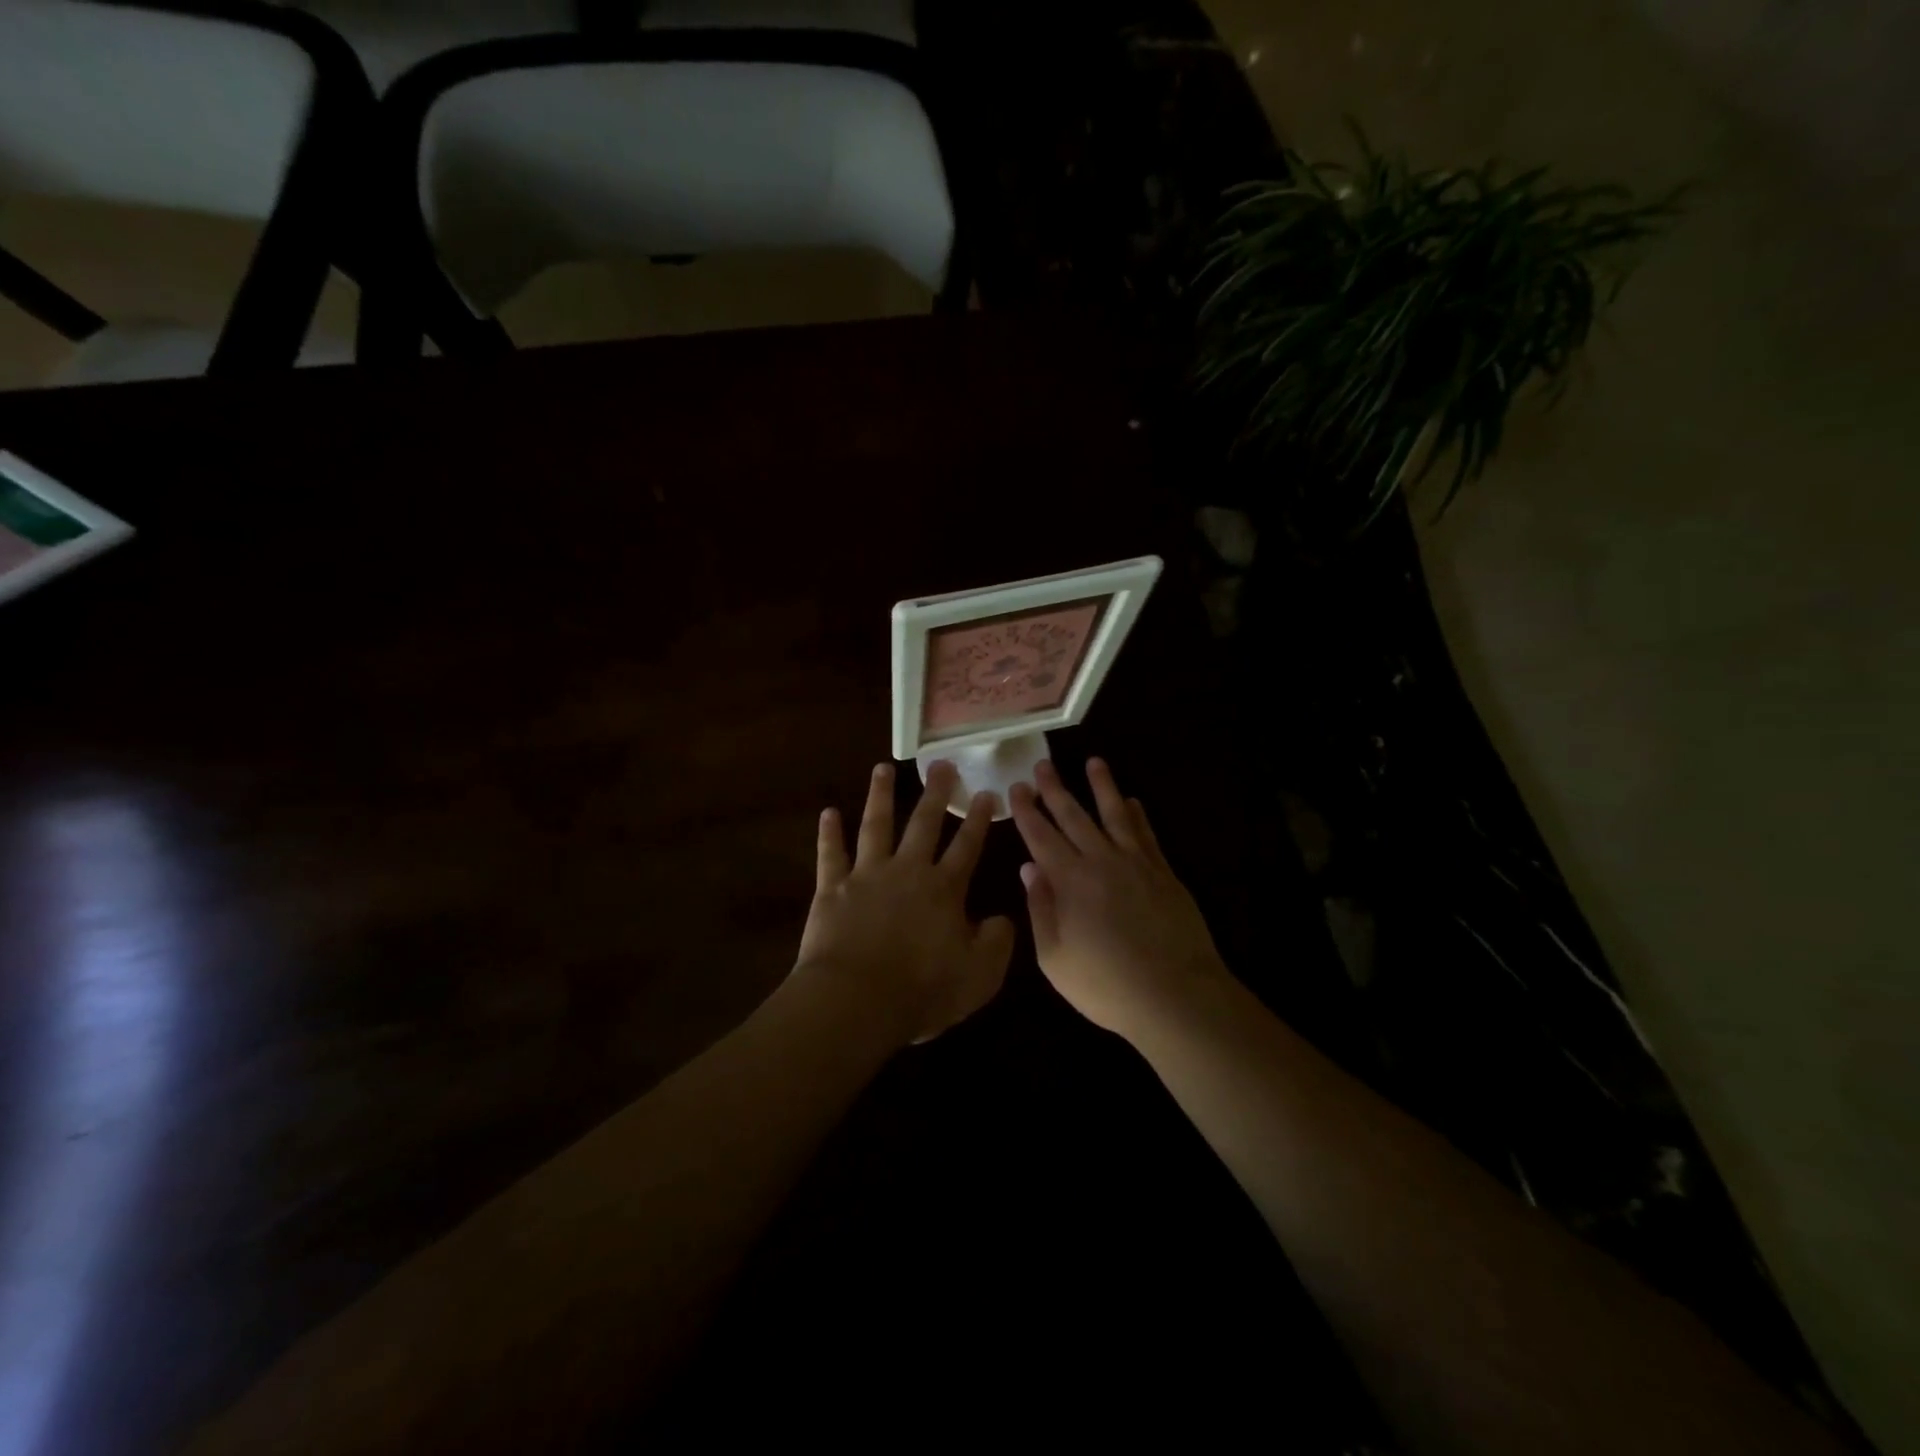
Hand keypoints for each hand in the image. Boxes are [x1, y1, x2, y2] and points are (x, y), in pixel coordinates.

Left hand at [796, 761, 1016, 1047]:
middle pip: (923, 823)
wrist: (857, 1001)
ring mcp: (867, 875)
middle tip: (940, 764)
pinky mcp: (832, 888)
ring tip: (882, 769)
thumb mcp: (980, 975)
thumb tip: (1003, 919)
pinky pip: (830, 854)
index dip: (979, 819)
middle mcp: (907, 870)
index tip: (986, 792)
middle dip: (935, 792)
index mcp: (944, 889)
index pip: (967, 846)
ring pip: (876, 826)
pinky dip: (829, 833)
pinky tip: (828, 812)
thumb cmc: (923, 991)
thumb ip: (997, 942)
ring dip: (880, 796)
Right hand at [1010, 758, 1231, 1040]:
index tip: (1017, 787)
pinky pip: (1146, 834)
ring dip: (1102, 786)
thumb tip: (1029, 868)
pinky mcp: (1163, 873)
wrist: (1175, 995)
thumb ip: (1040, 910)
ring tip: (1094, 762)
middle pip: (1074, 816)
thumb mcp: (1055, 958)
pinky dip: (1137, 814)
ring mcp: (1136, 863)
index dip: (1027, 810)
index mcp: (1069, 881)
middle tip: (1043, 763)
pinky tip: (1132, 801)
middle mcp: (1100, 861)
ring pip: (1114, 814)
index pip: (1041, 836)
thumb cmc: (1106, 985)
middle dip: (1055, 789)